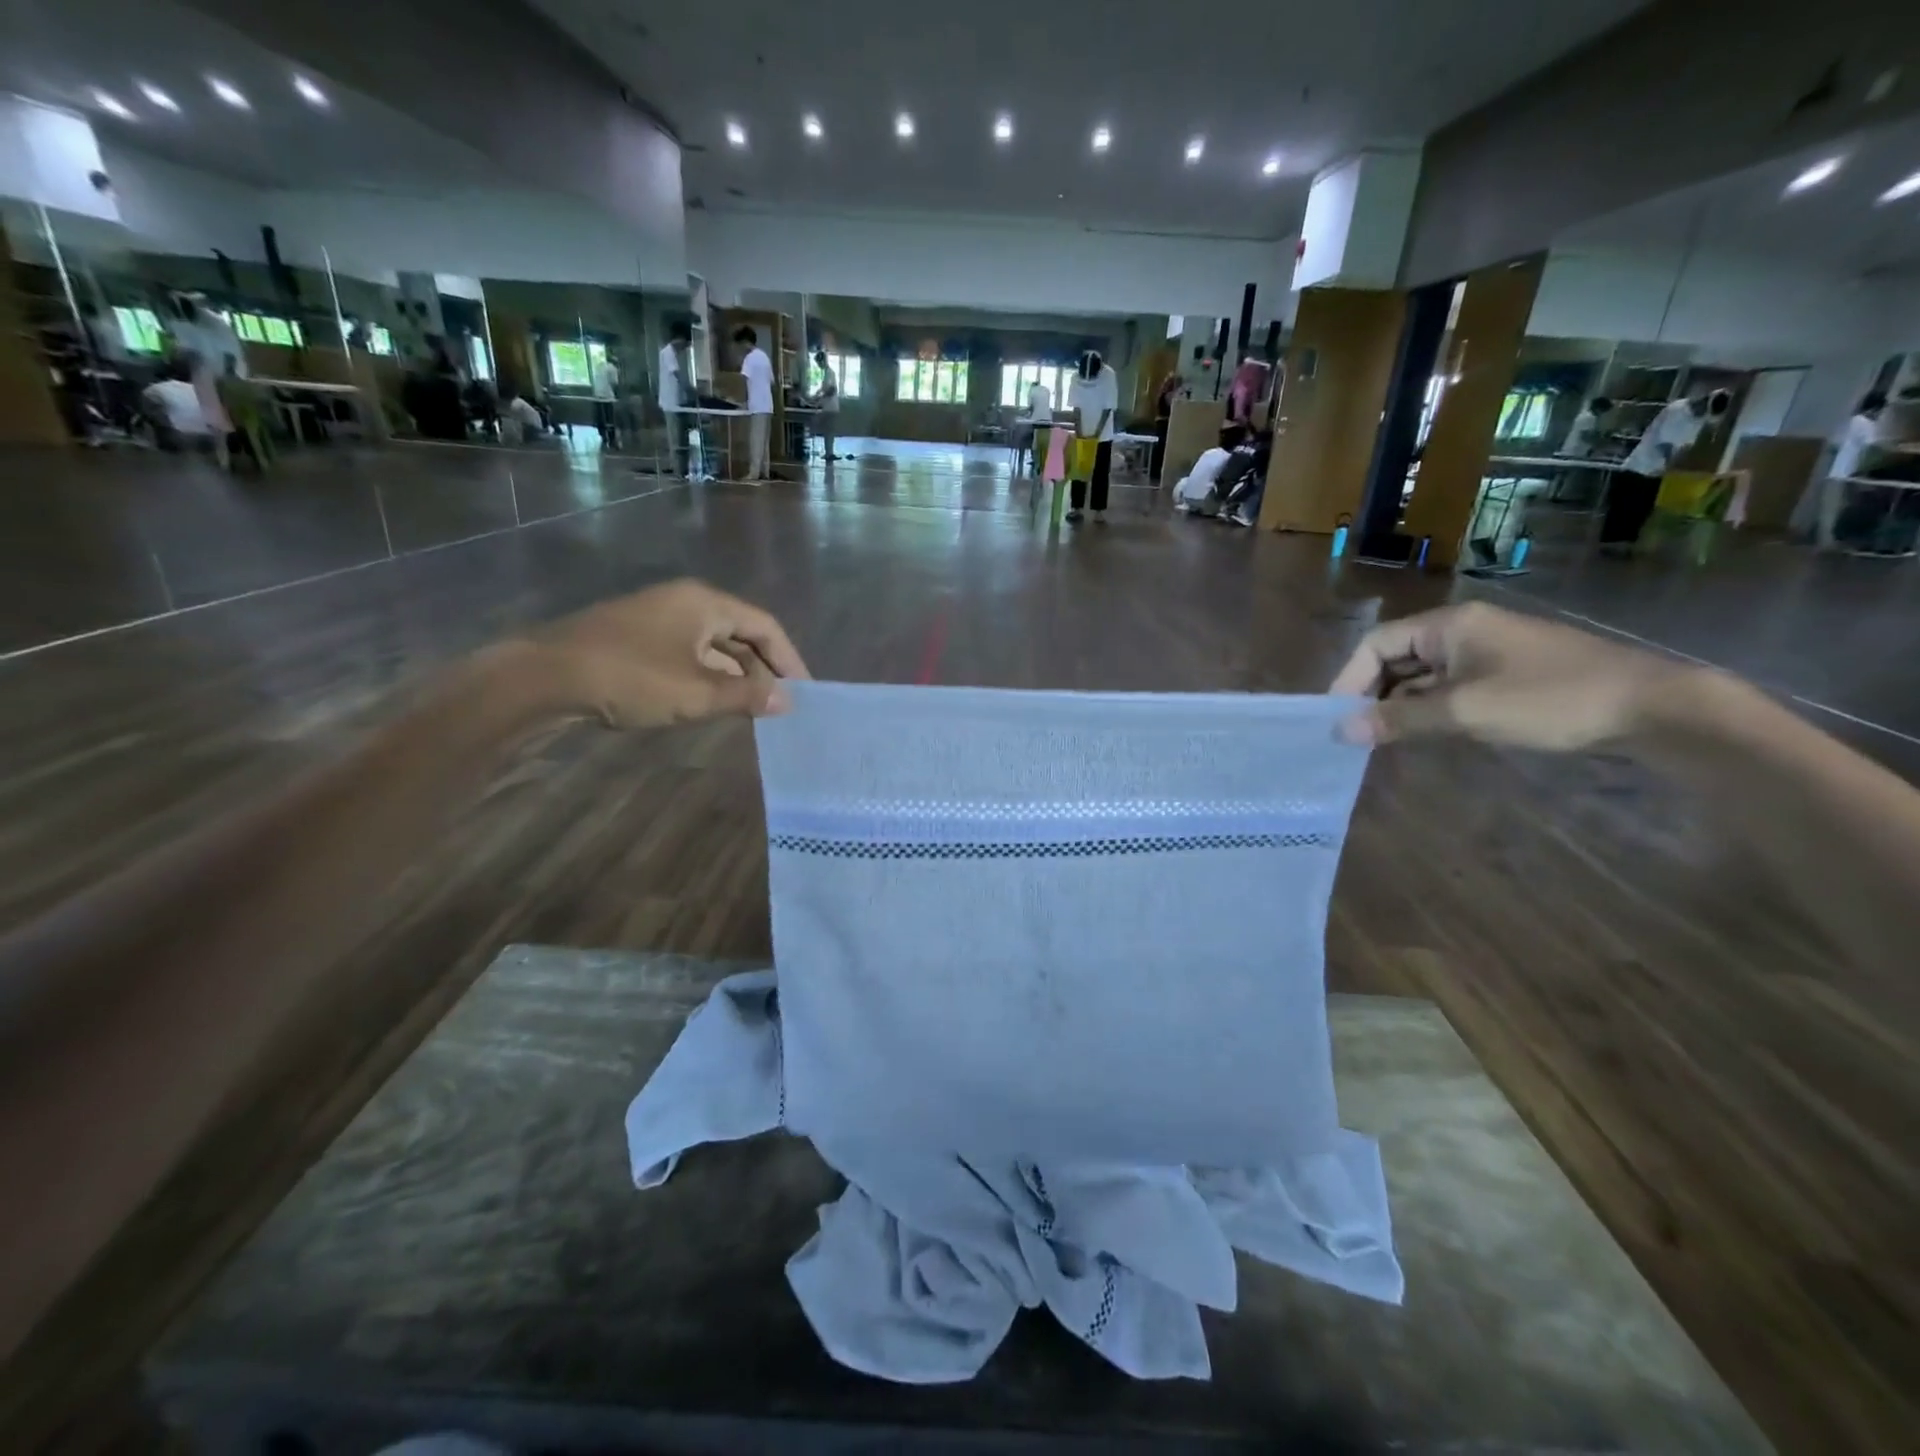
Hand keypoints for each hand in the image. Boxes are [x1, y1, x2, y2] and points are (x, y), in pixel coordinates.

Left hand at [538, 579, 810, 727]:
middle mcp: (685, 603)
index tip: (804, 692)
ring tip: (751, 710)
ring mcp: (658, 618)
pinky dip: (707, 677)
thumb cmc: (631, 678)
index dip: (789, 660)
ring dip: (735, 677)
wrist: (543, 677)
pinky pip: (688, 654)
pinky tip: (711, 703)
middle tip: (780, 706)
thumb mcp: (697, 693)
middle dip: (763, 669)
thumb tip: (787, 702)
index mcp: (705, 603)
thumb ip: (747, 697)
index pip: (765, 626)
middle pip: (740, 634)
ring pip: (713, 646)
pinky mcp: (637, 638)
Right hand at [1327, 602, 1690, 750]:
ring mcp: (1486, 651)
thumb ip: (1398, 720)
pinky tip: (1421, 733)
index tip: (1336, 719)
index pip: (1376, 645)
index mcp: (1448, 625)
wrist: (1651, 708)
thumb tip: (1341, 731)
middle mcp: (1462, 630)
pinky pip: (1448, 687)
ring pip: (1421, 676)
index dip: (1349, 679)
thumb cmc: (1549, 699)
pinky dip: (1428, 708)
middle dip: (1371, 694)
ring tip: (1381, 740)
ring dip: (1398, 705)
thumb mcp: (1465, 711)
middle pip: (1395, 658)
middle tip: (1355, 734)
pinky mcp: (1505, 673)